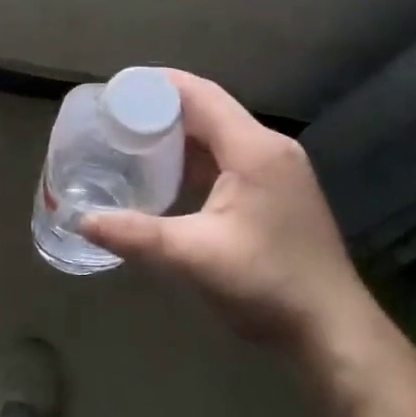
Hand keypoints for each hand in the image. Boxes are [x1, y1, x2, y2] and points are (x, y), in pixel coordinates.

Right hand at [80, 71, 363, 351]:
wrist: (333, 332)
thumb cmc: (267, 285)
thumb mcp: (194, 257)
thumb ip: (135, 234)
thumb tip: (81, 221)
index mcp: (254, 149)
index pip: (200, 94)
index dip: (156, 84)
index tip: (116, 88)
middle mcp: (269, 148)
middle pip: (210, 109)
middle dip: (162, 107)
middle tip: (116, 115)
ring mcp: (278, 170)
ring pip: (220, 134)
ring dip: (179, 133)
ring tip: (133, 138)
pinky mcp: (278, 191)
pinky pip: (230, 157)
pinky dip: (197, 157)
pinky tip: (169, 174)